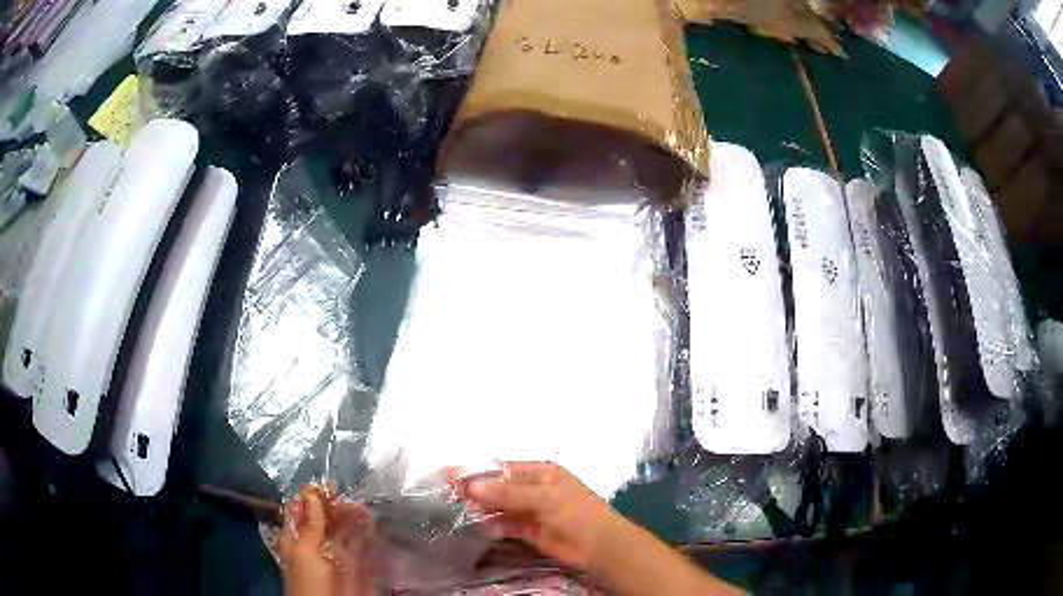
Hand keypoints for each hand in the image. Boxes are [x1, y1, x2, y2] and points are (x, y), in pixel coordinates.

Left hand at [279, 486, 375, 595]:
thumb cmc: (308, 579)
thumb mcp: (305, 550)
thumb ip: (310, 523)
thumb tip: (311, 494)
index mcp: (295, 535)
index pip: (301, 508)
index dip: (313, 496)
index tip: (328, 486)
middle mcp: (313, 540)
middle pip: (324, 517)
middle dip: (337, 506)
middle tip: (350, 498)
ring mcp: (333, 552)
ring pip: (342, 528)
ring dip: (352, 517)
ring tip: (364, 509)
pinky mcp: (351, 563)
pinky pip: (357, 544)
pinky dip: (364, 533)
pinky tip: (371, 524)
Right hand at [454, 462, 622, 572]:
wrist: (598, 547)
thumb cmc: (576, 513)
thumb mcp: (544, 497)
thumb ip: (507, 493)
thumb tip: (472, 486)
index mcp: (540, 472)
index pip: (501, 468)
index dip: (477, 471)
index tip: (449, 474)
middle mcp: (533, 489)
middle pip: (498, 488)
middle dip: (476, 491)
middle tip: (447, 495)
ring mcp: (531, 510)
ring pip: (500, 507)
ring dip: (482, 509)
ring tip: (458, 511)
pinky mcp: (529, 531)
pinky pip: (506, 526)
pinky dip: (494, 526)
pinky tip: (482, 528)